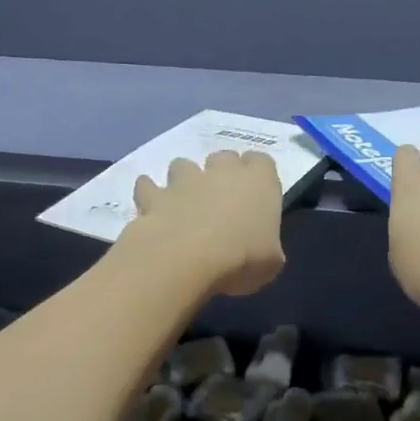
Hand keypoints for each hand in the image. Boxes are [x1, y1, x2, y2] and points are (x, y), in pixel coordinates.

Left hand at [122, 150, 285, 297]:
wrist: (186, 260)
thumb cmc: (241, 260)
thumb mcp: (271, 263)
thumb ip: (267, 247)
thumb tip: (262, 250)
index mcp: (259, 183)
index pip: (262, 162)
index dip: (258, 175)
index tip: (256, 194)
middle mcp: (222, 172)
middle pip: (224, 157)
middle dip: (222, 172)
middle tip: (222, 199)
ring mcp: (185, 180)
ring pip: (184, 164)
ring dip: (184, 179)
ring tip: (184, 202)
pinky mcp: (154, 195)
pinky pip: (148, 186)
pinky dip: (149, 193)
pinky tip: (150, 210)